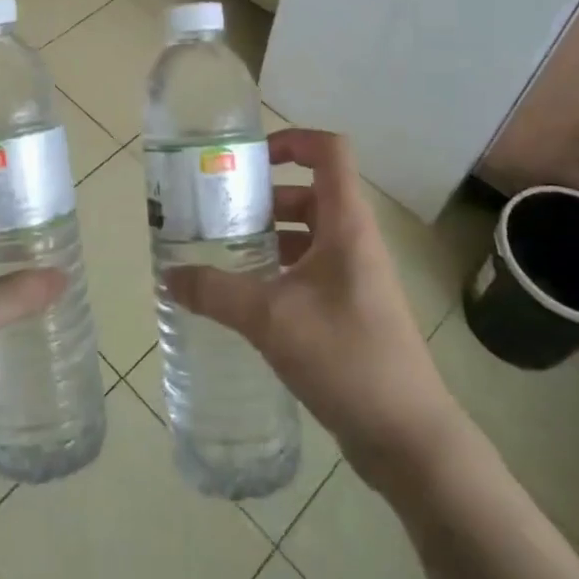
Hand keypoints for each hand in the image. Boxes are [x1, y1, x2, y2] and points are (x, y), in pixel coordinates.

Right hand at [165, 129, 461, 490]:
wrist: (409, 438)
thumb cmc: (347, 357)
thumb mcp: (272, 319)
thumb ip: (216, 292)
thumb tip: (169, 276)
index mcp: (347, 225)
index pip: (330, 152)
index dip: (292, 140)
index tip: (249, 159)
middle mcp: (354, 241)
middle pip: (311, 192)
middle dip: (264, 196)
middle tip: (220, 211)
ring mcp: (356, 277)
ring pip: (309, 234)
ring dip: (270, 235)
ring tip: (224, 252)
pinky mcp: (352, 309)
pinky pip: (311, 269)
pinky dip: (280, 269)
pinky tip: (248, 296)